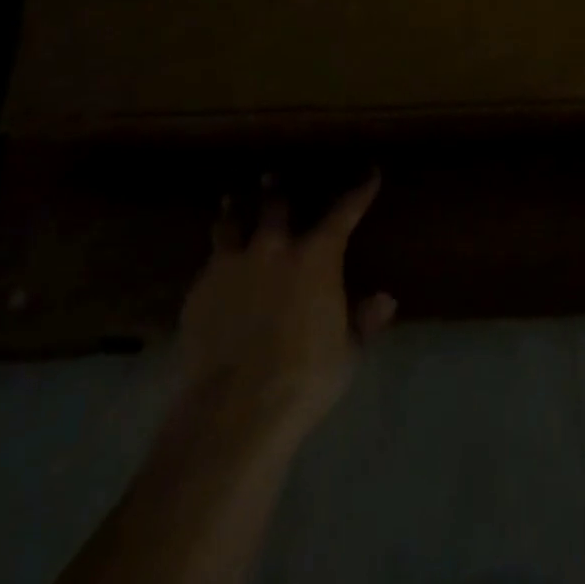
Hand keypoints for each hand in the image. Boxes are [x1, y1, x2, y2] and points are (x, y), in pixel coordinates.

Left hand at [175, 172, 395, 437]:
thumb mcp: (346, 351)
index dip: (360, 191)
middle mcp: (273, 249)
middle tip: (272, 175)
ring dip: (235, 210)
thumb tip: (385, 299)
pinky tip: (213, 264)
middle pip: (275, 206)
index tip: (370, 173)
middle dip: (276, 189)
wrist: (233, 410)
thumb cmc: (303, 377)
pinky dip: (216, 258)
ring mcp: (232, 266)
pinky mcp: (199, 292)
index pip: (343, 212)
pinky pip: (209, 263)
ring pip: (231, 224)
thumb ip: (363, 320)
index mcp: (315, 257)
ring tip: (231, 200)